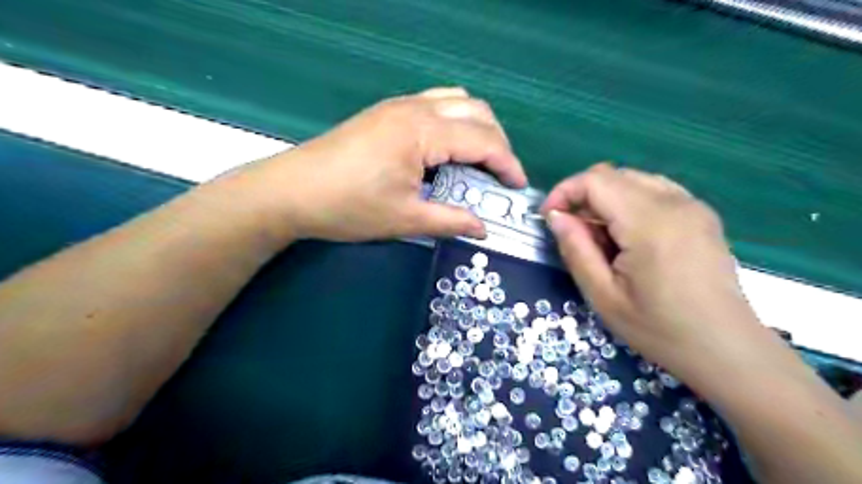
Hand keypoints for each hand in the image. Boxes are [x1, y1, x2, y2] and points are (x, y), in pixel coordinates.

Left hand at [225, 87, 525, 241]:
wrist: (290, 192)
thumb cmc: (348, 207)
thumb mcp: (405, 219)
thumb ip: (450, 220)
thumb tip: (482, 228)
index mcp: (423, 132)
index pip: (482, 140)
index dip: (507, 163)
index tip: (518, 186)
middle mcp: (415, 108)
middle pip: (476, 111)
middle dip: (497, 141)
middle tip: (500, 174)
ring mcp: (398, 106)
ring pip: (456, 100)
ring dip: (476, 126)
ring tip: (479, 159)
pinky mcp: (386, 112)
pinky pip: (434, 103)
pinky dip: (454, 121)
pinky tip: (448, 148)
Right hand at [540, 165, 762, 378]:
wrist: (726, 348)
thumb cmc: (659, 329)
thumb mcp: (603, 296)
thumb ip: (576, 249)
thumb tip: (556, 216)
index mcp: (649, 223)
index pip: (595, 180)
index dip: (564, 192)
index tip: (549, 218)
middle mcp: (674, 202)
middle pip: (613, 175)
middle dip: (582, 196)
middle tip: (573, 232)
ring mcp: (693, 205)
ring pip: (633, 179)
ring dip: (606, 199)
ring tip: (600, 236)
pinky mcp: (701, 214)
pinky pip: (654, 190)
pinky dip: (629, 202)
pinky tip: (628, 235)